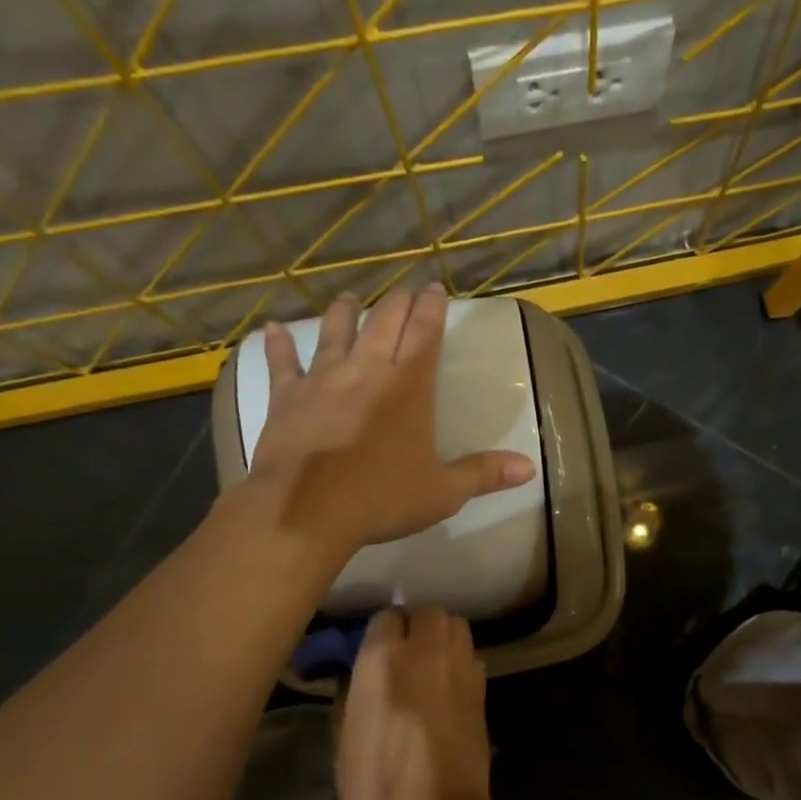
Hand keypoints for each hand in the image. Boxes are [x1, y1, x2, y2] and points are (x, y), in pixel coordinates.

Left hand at [244, 284, 535, 554]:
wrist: (307, 511)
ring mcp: (322, 380)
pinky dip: (278, 346)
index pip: (424, 333)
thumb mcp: (444, 492)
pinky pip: (282, 364)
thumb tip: (529, 468)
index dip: (431, 308)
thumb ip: (485, 474)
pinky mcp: (286, 397)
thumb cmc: (382, 499)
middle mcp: (366, 370)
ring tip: (349, 297)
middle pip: (384, 323)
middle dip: (398, 302)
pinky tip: (271, 329)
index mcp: (408, 386)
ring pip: (335, 333)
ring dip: (344, 313)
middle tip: (405, 288)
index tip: (434, 288)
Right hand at [335, 607, 491, 799]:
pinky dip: (460, 660)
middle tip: (405, 650)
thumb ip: (352, 690)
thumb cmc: (375, 783)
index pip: (385, 617)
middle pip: (428, 612)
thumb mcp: (343, 736)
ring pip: (456, 626)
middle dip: (416, 624)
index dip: (379, 632)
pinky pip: (471, 656)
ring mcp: (460, 667)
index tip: (373, 649)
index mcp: (384, 659)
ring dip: (443, 636)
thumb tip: (359, 672)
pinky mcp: (482, 688)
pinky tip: (449, 684)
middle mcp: (426, 651)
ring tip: (430, 661)